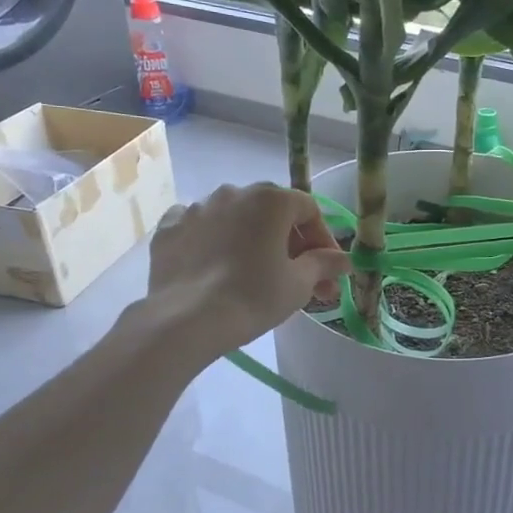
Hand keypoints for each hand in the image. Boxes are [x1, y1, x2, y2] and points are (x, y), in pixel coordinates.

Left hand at [143, 183, 349, 364]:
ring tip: (256, 272)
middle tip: (300, 277)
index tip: (328, 270)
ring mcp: (197, 208)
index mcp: (270, 199)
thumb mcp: (299, 283)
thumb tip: (344, 259)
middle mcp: (234, 192)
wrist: (186, 320)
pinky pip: (200, 228)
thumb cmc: (253, 296)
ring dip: (251, 239)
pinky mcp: (169, 228)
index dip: (323, 239)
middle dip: (290, 242)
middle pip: (272, 212)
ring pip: (235, 218)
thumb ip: (324, 264)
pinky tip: (216, 264)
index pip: (309, 210)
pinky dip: (212, 240)